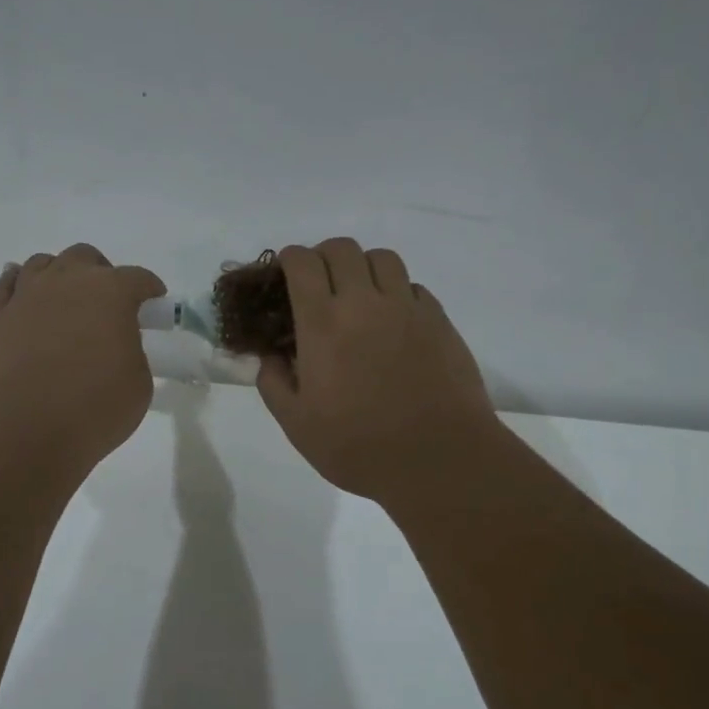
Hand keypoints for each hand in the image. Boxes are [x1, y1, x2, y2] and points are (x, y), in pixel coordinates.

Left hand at [0, 244, 165, 475]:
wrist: (25, 430)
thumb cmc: (94, 408)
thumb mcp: (138, 383)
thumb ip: (131, 351)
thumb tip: (114, 345)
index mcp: (111, 293)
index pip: (138, 278)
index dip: (150, 288)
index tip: (154, 302)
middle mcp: (67, 281)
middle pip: (85, 258)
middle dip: (101, 273)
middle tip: (107, 304)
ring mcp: (26, 295)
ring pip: (43, 263)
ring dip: (60, 275)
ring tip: (65, 300)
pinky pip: (8, 284)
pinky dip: (20, 284)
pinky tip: (26, 294)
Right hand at [257, 238, 501, 504]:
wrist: (438, 459)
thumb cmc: (358, 446)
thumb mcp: (297, 424)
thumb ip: (273, 383)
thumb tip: (270, 356)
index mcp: (323, 323)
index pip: (302, 263)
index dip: (289, 260)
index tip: (284, 275)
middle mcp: (364, 302)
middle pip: (342, 248)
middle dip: (322, 257)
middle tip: (318, 285)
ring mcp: (407, 308)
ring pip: (382, 258)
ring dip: (362, 267)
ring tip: (358, 296)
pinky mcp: (439, 320)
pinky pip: (413, 286)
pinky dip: (396, 292)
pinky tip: (392, 322)